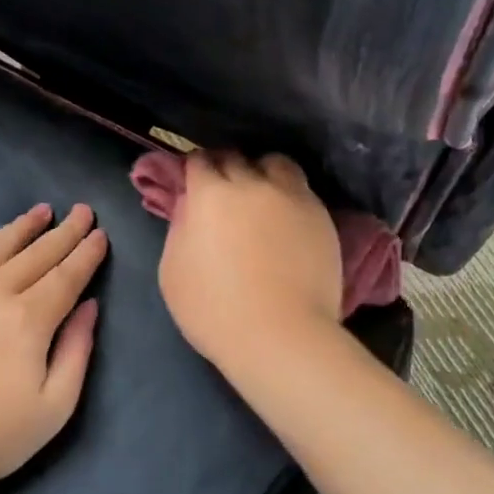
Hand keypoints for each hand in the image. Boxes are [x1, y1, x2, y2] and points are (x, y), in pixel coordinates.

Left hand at [0, 203, 106, 493]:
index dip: (86, 253)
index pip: (66, 275)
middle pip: (35, 254)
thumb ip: (78, 350)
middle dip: (63, 232)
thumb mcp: (55, 407)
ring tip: (40, 211)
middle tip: (81, 211)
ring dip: (20, 227)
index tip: (100, 233)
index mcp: (28, 319)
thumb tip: (89, 305)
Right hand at [157, 153, 342, 375]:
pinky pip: (301, 190)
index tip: (194, 184)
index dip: (195, 170)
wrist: (279, 335)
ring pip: (275, 164)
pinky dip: (289, 195)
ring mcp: (291, 196)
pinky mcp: (320, 215)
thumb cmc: (214, 310)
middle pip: (236, 158)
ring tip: (262, 194)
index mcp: (210, 194)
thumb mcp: (172, 272)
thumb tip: (189, 205)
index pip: (199, 161)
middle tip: (223, 191)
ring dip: (263, 172)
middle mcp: (251, 183)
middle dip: (225, 168)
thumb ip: (179, 228)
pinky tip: (286, 217)